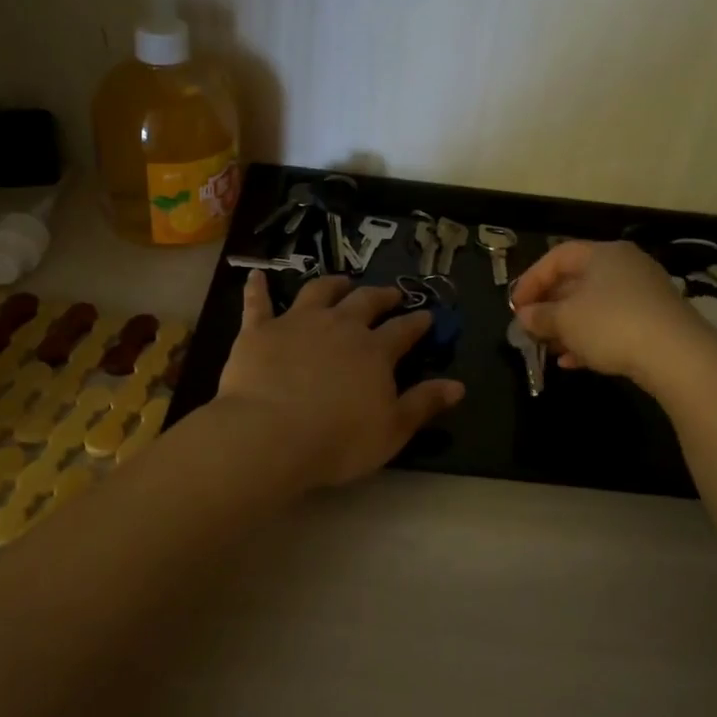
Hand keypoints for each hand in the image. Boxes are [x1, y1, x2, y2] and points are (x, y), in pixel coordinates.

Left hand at [214, 273, 464, 487]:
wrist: (270, 435)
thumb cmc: (338, 440)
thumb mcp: (392, 429)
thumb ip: (424, 403)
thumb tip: (458, 385)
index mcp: (374, 350)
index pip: (403, 330)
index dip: (417, 322)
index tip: (426, 315)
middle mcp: (339, 326)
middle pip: (365, 302)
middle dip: (381, 296)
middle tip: (390, 293)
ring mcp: (297, 323)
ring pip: (318, 292)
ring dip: (332, 284)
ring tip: (341, 281)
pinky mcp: (259, 330)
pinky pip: (258, 302)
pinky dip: (259, 287)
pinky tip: (257, 276)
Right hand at [510, 241, 712, 387]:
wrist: (677, 355)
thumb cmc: (611, 324)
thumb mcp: (565, 320)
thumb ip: (539, 316)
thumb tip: (524, 316)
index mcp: (602, 253)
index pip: (557, 257)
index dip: (531, 280)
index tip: (515, 306)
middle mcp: (625, 266)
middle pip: (576, 281)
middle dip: (550, 306)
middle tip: (531, 328)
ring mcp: (644, 293)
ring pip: (594, 306)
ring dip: (568, 326)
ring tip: (550, 349)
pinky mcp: (656, 320)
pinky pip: (613, 324)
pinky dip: (591, 338)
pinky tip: (574, 362)